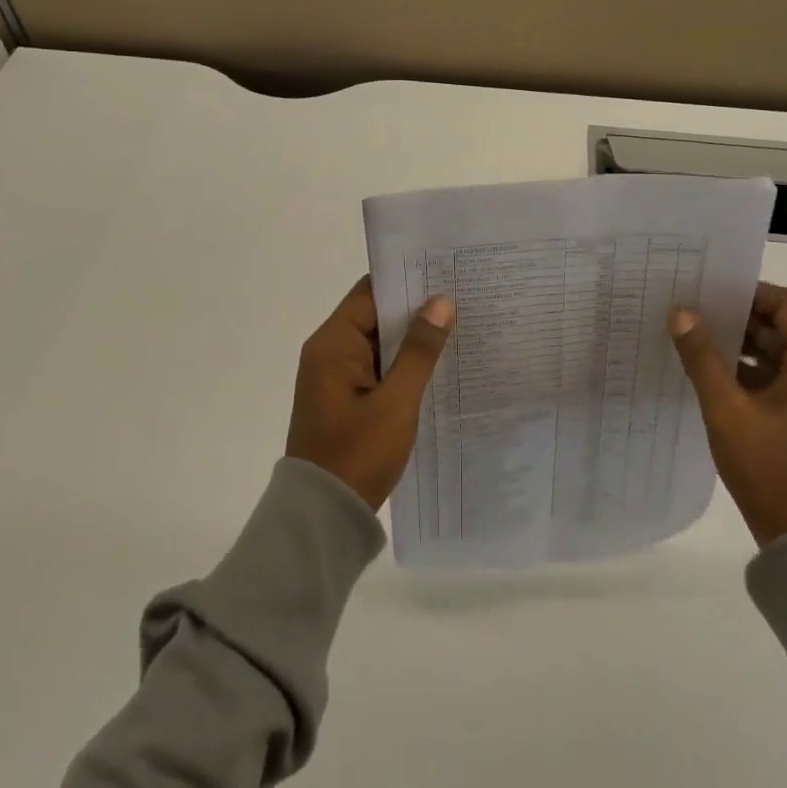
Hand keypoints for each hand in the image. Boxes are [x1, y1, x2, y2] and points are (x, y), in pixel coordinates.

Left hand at [287, 276, 455, 509]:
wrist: (324, 515)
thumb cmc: (357, 454)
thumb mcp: (396, 402)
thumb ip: (419, 351)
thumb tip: (440, 302)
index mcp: (333, 344)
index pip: (370, 293)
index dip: (406, 280)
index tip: (444, 272)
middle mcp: (329, 352)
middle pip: (375, 315)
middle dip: (415, 309)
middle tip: (462, 298)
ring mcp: (336, 376)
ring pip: (379, 343)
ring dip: (411, 338)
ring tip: (459, 325)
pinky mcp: (345, 398)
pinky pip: (377, 367)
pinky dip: (402, 363)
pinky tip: (438, 364)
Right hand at [670, 283, 786, 547]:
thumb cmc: (770, 467)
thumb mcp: (727, 408)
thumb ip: (702, 357)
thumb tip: (680, 312)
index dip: (749, 292)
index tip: (708, 289)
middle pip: (781, 325)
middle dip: (736, 316)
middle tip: (690, 309)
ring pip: (775, 352)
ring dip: (737, 344)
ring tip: (691, 337)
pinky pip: (774, 376)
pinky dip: (744, 369)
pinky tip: (707, 372)